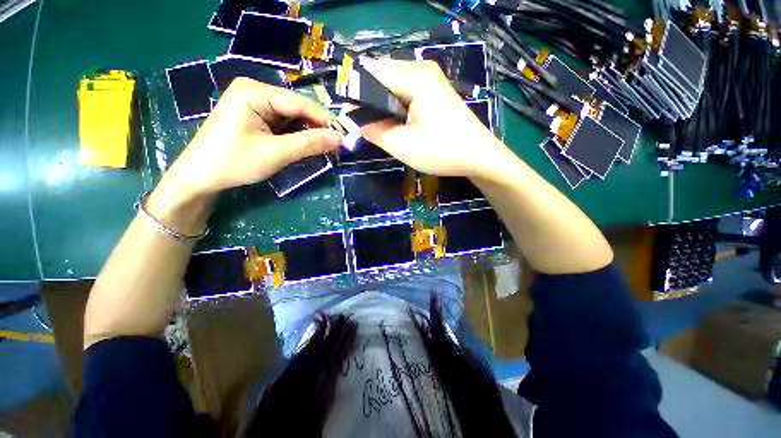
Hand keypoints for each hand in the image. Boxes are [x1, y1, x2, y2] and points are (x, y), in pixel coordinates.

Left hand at [146, 78, 341, 233]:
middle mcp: (256, 91)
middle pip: (297, 108)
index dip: (324, 120)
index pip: (300, 103)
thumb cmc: (233, 162)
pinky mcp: (256, 117)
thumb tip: (339, 139)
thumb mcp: (275, 153)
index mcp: (255, 92)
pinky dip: (297, 136)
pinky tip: (305, 146)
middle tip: (334, 148)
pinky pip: (285, 124)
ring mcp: (255, 104)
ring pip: (293, 117)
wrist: (200, 177)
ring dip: (308, 133)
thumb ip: (309, 144)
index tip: (343, 139)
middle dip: (316, 128)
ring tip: (323, 150)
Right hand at [360, 59, 517, 178]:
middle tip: (365, 125)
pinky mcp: (434, 90)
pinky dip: (394, 104)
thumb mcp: (403, 146)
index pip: (371, 75)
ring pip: (393, 83)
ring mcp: (431, 78)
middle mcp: (422, 68)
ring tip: (379, 126)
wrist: (479, 156)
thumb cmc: (442, 152)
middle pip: (382, 75)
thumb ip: (374, 131)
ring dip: (381, 103)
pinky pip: (405, 90)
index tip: (348, 118)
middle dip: (368, 99)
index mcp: (414, 77)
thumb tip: (354, 121)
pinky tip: (395, 122)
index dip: (355, 95)